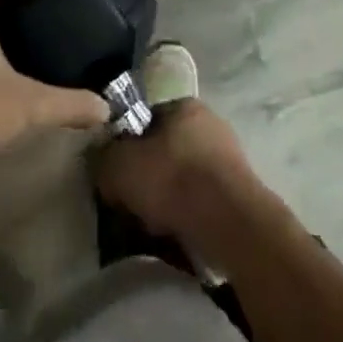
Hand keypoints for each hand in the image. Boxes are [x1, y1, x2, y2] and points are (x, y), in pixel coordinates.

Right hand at [95, 98, 274, 257]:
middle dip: (149, 175)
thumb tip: (101, 161)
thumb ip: (104, 158)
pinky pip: (204, 202)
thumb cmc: (173, 181)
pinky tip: (178, 236)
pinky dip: (190, 216)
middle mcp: (209, 123)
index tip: (117, 173)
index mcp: (183, 105)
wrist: (231, 225)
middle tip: (132, 203)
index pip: (146, 118)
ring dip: (170, 199)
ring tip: (153, 227)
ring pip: (185, 178)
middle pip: (166, 149)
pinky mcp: (241, 193)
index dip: (127, 145)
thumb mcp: (120, 166)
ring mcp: (229, 158)